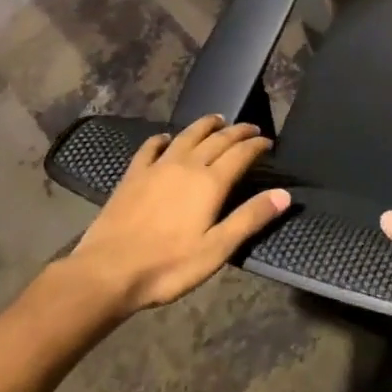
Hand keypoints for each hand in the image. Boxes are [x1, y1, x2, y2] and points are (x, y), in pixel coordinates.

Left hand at [57, 115, 290, 320]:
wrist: (107, 272)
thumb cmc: (168, 266)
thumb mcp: (216, 249)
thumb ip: (250, 218)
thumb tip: (284, 194)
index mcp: (210, 182)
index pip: (240, 154)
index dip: (256, 145)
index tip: (268, 142)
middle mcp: (187, 165)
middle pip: (217, 140)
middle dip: (237, 131)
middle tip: (250, 128)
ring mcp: (157, 167)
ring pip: (187, 136)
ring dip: (205, 125)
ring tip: (217, 120)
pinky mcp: (133, 175)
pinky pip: (151, 147)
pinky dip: (163, 139)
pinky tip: (166, 138)